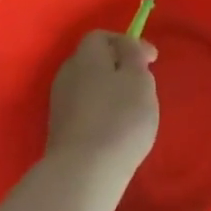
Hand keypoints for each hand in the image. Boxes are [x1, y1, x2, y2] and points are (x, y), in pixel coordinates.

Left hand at [46, 31, 159, 210]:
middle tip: (142, 83)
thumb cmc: (119, 118)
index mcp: (85, 58)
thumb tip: (126, 48)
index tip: (150, 61)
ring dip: (110, 91)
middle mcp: (67, 76)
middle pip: (93, 61)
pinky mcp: (61, 132)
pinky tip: (116, 130)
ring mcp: (60, 106)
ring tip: (133, 109)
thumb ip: (134, 56)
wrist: (83, 175)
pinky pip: (85, 110)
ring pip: (89, 86)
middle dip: (118, 67)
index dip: (127, 42)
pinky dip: (102, 112)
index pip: (101, 36)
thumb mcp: (139, 79)